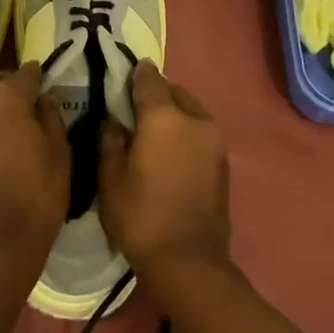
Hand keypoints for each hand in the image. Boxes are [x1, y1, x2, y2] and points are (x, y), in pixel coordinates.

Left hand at [0, 62, 69, 272]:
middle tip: (28, 101)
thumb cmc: (35, 199)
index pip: (25, 73)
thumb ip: (52, 119)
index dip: (38, 76)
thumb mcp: (60, 156)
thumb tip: (43, 100)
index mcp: (6, 99)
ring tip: (8, 123)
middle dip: (9, 85)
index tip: (47, 82)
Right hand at [98, 59, 231, 279]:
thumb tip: (113, 122)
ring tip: (154, 129)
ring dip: (174, 113)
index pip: (149, 80)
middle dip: (157, 93)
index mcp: (165, 117)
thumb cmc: (141, 216)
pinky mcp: (223, 161)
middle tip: (136, 106)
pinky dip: (186, 132)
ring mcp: (214, 140)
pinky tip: (171, 150)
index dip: (136, 73)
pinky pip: (200, 132)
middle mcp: (195, 120)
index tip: (126, 70)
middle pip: (174, 92)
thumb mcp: (111, 178)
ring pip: (191, 111)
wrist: (188, 261)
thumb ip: (110, 141)